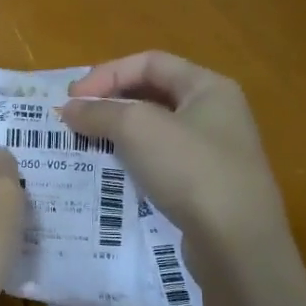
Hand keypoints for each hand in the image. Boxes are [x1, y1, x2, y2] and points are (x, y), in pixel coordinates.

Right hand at [60, 52, 290, 261]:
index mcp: (209, 87)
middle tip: (75, 119)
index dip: (107, 73)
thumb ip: (99, 112)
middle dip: (111, 102)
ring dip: (119, 132)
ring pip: (156, 129)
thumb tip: (69, 108)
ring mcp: (215, 151)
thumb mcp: (137, 129)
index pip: (149, 62)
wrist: (237, 244)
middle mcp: (217, 112)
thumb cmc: (190, 170)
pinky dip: (134, 160)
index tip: (72, 97)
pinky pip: (163, 160)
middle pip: (153, 93)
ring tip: (87, 144)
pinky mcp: (208, 186)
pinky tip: (113, 173)